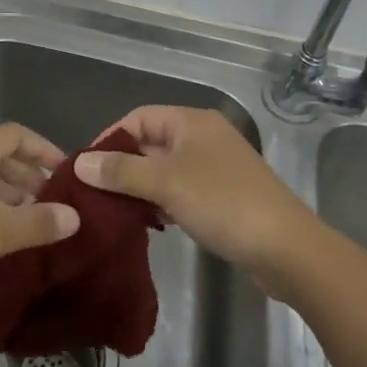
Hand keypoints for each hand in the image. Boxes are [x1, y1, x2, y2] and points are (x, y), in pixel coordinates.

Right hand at [74, 106, 317, 296]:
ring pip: (166, 169)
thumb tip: (79, 162)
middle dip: (124, 166)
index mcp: (191, 122)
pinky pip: (183, 189)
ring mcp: (217, 166)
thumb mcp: (165, 184)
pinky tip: (153, 223)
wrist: (287, 249)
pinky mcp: (225, 195)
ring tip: (117, 211)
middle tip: (96, 194)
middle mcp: (204, 136)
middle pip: (151, 142)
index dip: (110, 139)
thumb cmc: (223, 203)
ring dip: (143, 186)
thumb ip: (120, 172)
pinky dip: (164, 201)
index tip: (87, 168)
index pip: (138, 117)